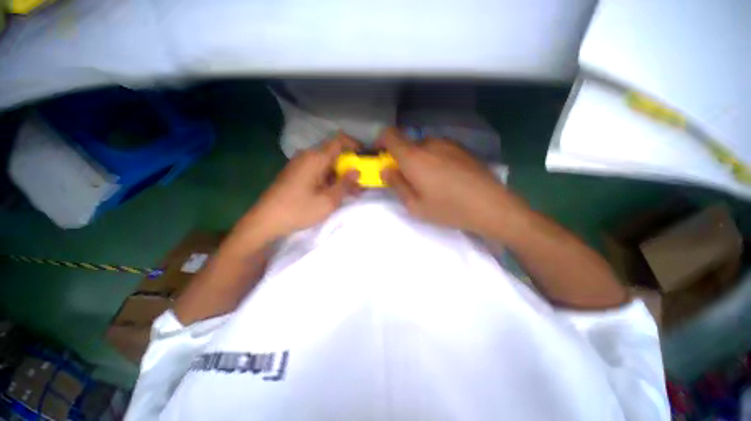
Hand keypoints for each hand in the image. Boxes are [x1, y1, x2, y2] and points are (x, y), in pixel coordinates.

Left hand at [242, 133, 359, 239]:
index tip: (364, 156)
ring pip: (326, 165)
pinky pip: (317, 171)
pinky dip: (329, 179)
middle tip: (360, 183)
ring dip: (340, 175)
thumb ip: (345, 184)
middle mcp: (307, 156)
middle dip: (349, 167)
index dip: (354, 145)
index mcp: (315, 158)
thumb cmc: (299, 210)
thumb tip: (356, 170)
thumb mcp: (328, 200)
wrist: (265, 221)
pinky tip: (335, 193)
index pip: (339, 141)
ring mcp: (299, 165)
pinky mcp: (295, 174)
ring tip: (351, 192)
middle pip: (334, 155)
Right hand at [378, 128, 525, 236]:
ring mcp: (448, 143)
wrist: (492, 206)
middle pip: (407, 144)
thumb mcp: (415, 205)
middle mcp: (430, 144)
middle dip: (402, 158)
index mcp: (414, 157)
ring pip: (424, 147)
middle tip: (408, 179)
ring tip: (430, 182)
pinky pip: (440, 149)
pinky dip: (434, 159)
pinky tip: (447, 178)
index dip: (381, 140)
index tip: (380, 155)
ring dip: (419, 160)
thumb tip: (385, 170)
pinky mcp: (462, 148)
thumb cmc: (448, 208)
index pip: (390, 134)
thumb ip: (396, 185)